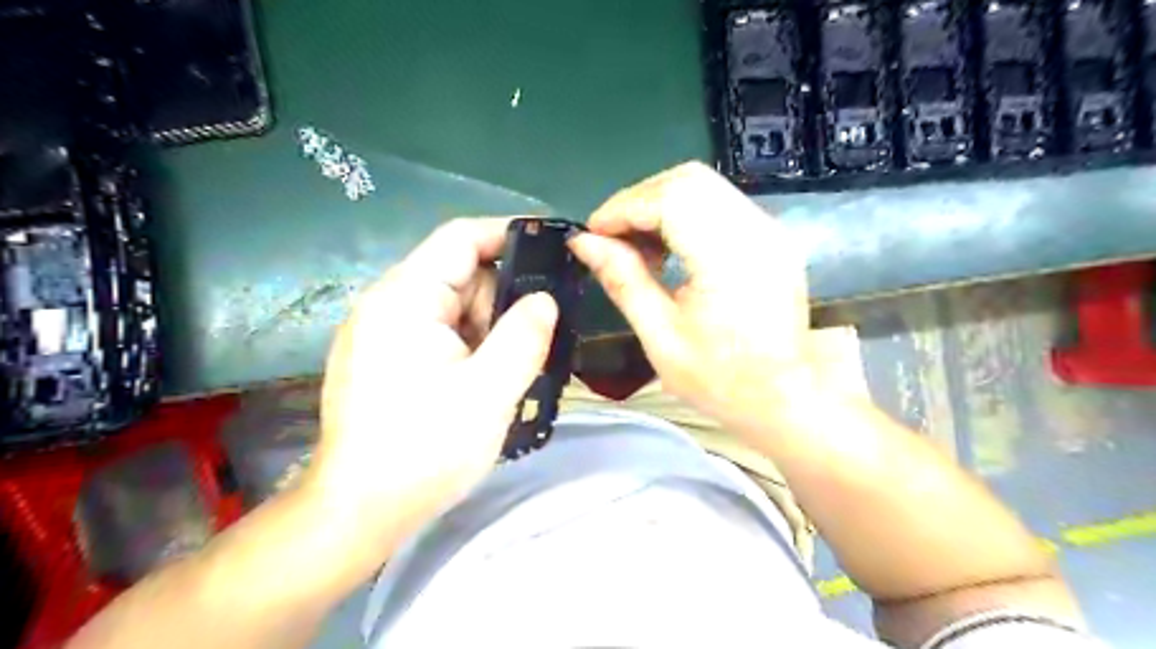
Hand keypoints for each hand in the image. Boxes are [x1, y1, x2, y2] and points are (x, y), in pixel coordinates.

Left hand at [306, 219, 561, 562]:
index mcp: (406, 297)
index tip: (553, 248)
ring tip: (509, 369)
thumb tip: (544, 299)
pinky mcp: (383, 358)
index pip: (461, 238)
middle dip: (502, 298)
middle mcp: (387, 304)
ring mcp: (381, 332)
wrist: (358, 512)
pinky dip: (468, 345)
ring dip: (487, 328)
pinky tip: (484, 379)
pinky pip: (437, 333)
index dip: (509, 234)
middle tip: (535, 337)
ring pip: (451, 307)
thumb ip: (524, 335)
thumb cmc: (425, 449)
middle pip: (458, 274)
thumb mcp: (490, 390)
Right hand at [568, 163, 821, 434]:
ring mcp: (769, 230)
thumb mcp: (661, 337)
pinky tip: (669, 249)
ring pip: (704, 186)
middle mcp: (756, 230)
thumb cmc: (721, 380)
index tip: (592, 233)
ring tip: (638, 247)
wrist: (785, 400)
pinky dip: (685, 214)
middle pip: (687, 180)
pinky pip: (720, 204)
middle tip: (611, 238)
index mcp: (728, 257)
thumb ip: (622, 280)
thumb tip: (582, 242)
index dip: (622, 207)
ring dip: (660, 205)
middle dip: (639, 200)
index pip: (669, 197)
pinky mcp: (772, 237)